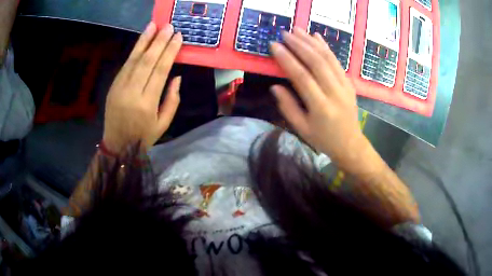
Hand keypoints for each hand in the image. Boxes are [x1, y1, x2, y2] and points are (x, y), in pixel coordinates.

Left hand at [103, 23, 182, 152]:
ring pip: (134, 59)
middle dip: (159, 42)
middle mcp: (132, 92)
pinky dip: (134, 51)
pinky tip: (141, 40)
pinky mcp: (113, 86)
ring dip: (144, 41)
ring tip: (153, 26)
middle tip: (168, 26)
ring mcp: (120, 88)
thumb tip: (177, 77)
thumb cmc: (143, 136)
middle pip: (147, 61)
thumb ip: (172, 100)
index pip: (160, 71)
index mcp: (147, 104)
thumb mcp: (163, 124)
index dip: (169, 52)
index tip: (178, 37)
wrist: (117, 145)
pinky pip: (125, 65)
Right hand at [270, 28, 367, 164]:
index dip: (287, 59)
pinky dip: (326, 47)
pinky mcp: (349, 83)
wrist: (350, 144)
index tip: (274, 46)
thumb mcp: (301, 128)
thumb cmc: (323, 139)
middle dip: (299, 45)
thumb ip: (288, 107)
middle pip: (317, 63)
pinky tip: (316, 37)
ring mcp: (345, 86)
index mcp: (321, 107)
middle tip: (285, 33)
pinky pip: (337, 62)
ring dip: (311, 42)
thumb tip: (275, 86)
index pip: (302, 77)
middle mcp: (335, 93)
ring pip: (328, 58)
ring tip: (298, 30)